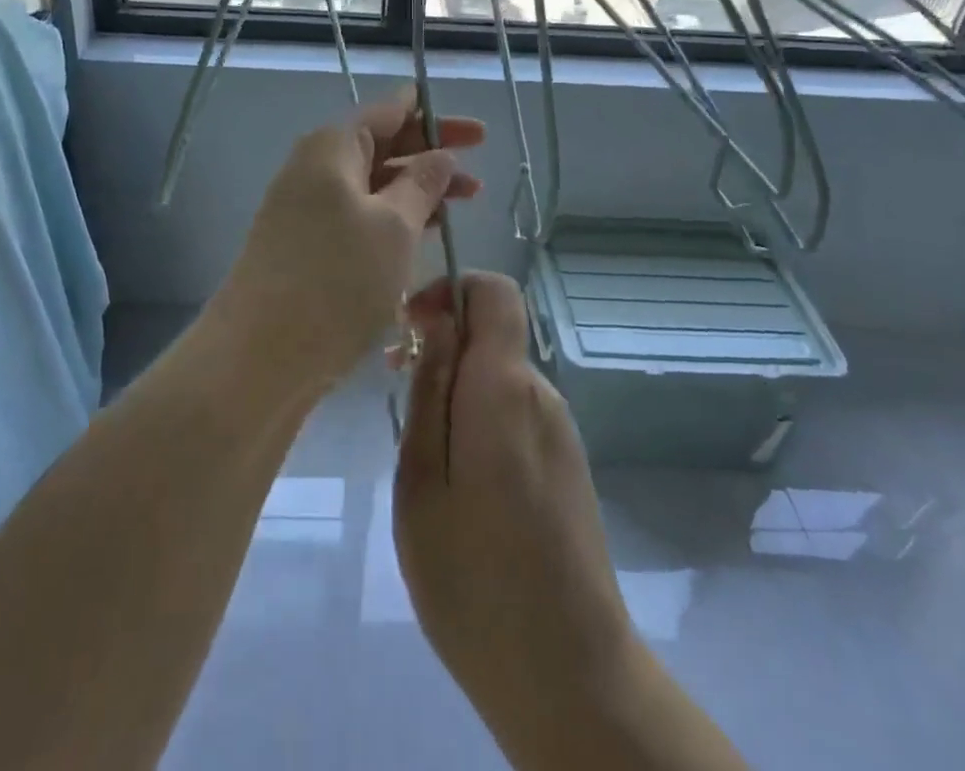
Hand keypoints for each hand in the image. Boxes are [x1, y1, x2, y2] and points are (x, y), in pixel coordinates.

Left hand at [216, 95, 483, 395]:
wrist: (258, 357)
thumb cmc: (336, 280)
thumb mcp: (394, 226)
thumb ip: (423, 184)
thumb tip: (441, 155)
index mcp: (332, 148)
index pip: (389, 112)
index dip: (435, 118)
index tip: (478, 134)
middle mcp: (314, 169)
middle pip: (381, 147)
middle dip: (431, 157)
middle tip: (478, 177)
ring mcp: (306, 209)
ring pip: (373, 186)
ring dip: (417, 192)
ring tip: (463, 206)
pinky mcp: (306, 246)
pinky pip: (359, 216)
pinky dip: (394, 219)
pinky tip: (425, 236)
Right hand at [393, 273, 633, 731]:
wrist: (570, 675)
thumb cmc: (473, 579)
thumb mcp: (422, 480)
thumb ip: (430, 390)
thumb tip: (436, 321)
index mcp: (504, 387)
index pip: (493, 291)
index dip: (449, 288)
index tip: (408, 326)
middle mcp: (540, 394)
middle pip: (490, 335)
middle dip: (440, 344)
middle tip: (394, 389)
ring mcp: (559, 429)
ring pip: (497, 376)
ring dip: (455, 387)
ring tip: (421, 453)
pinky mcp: (566, 463)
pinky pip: (513, 412)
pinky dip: (478, 419)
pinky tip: (458, 484)